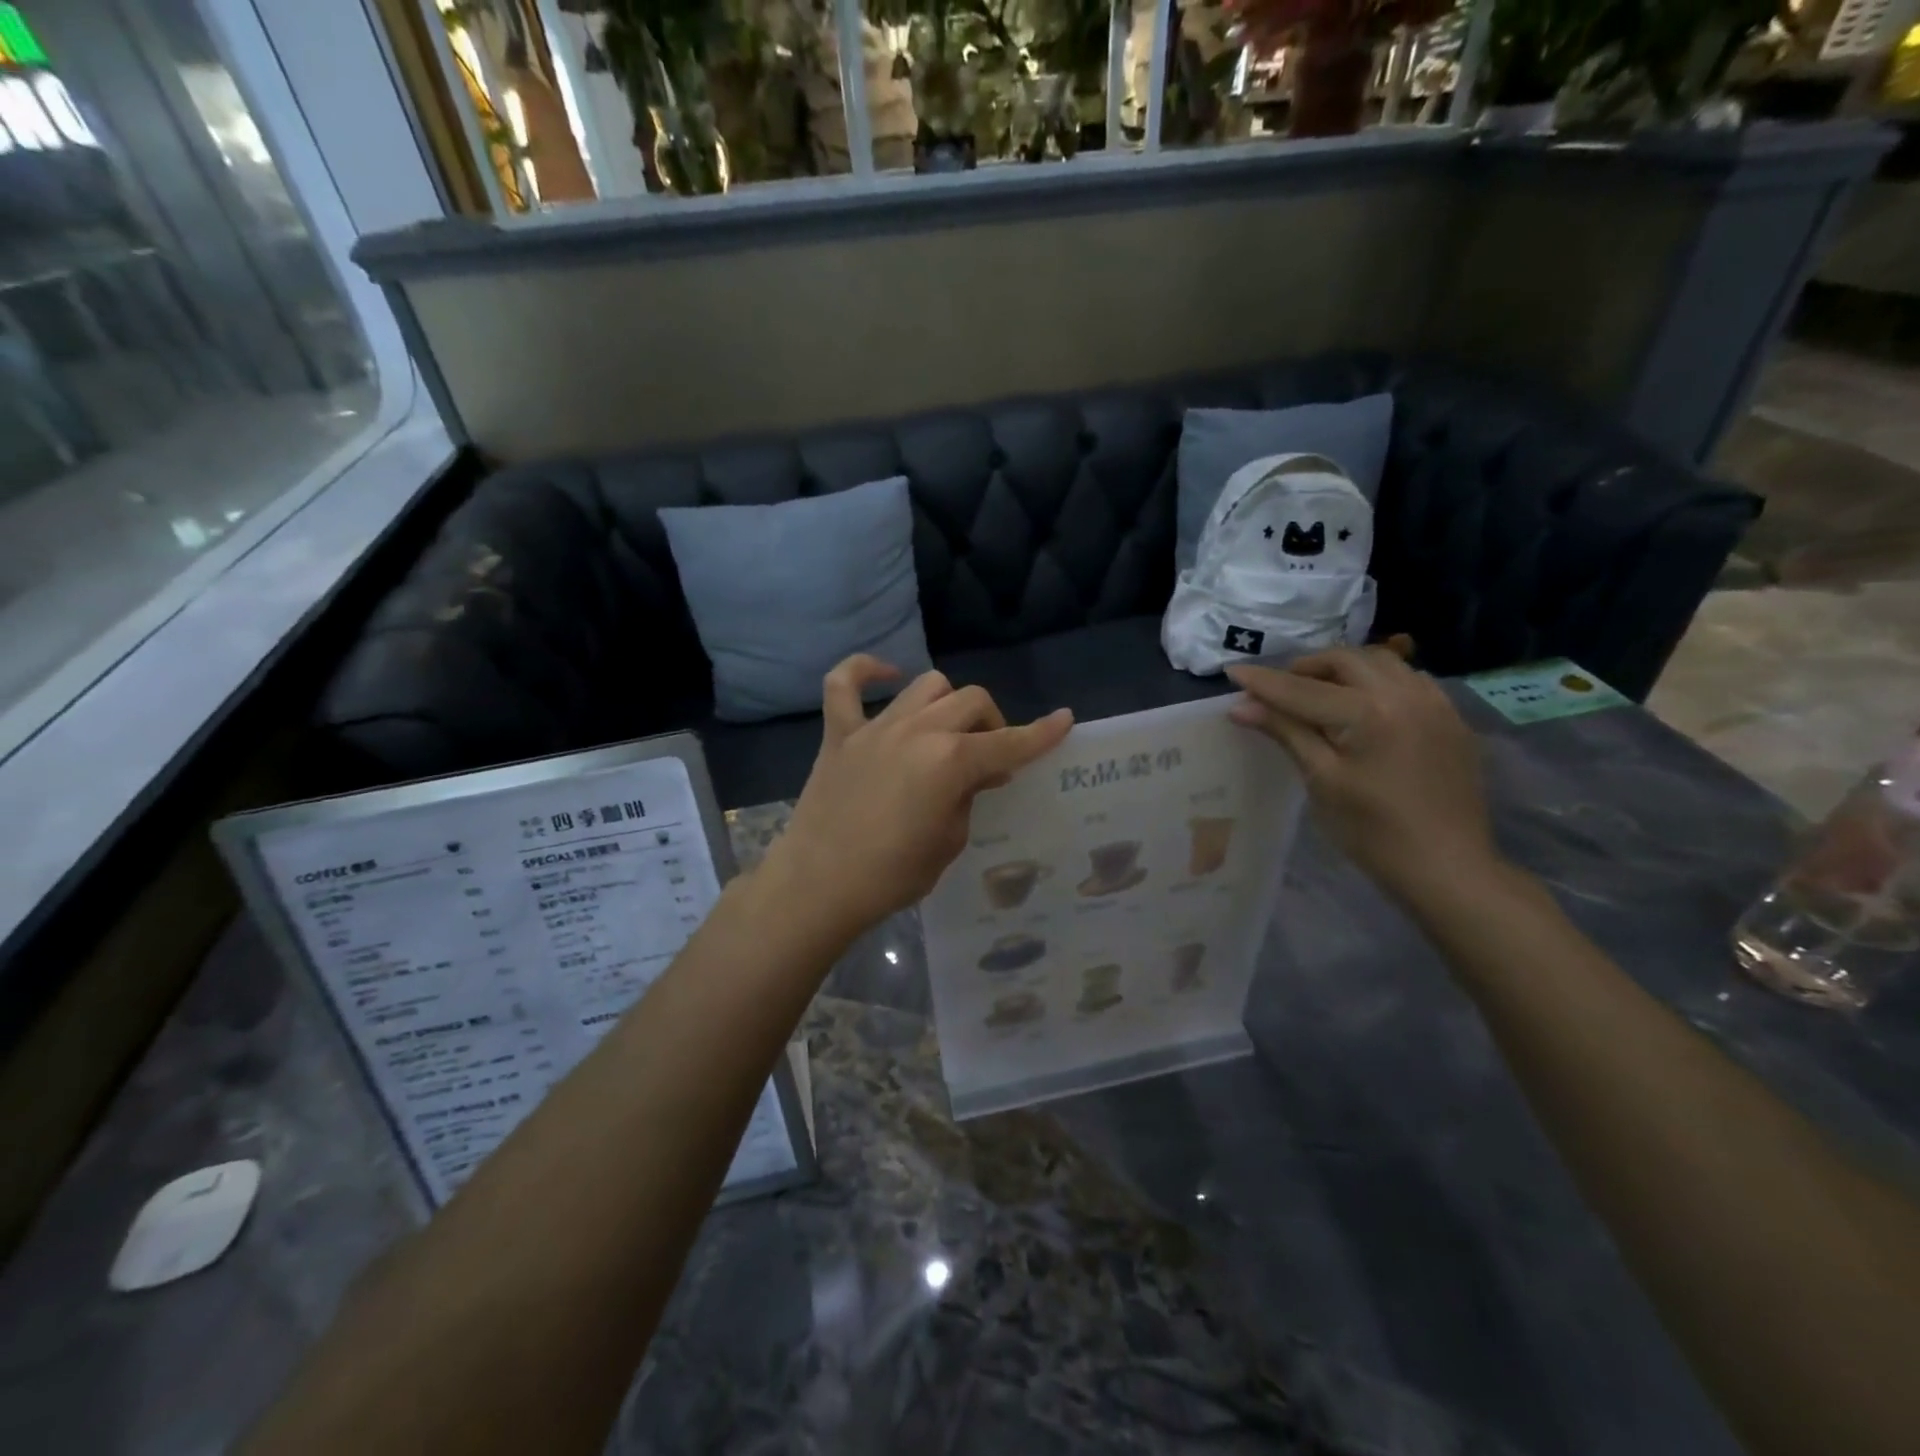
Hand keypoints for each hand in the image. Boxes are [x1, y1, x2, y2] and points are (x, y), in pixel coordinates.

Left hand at [766, 656, 1073, 942]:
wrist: (818, 886)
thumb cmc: (892, 875)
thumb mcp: (949, 842)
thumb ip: (967, 798)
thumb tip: (974, 775)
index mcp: (950, 761)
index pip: (1009, 742)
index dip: (1041, 734)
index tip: (1064, 720)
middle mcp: (918, 730)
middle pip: (971, 701)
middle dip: (992, 724)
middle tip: (987, 758)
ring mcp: (875, 727)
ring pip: (926, 685)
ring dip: (947, 703)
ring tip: (945, 732)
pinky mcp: (839, 733)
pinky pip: (844, 683)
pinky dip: (865, 671)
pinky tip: (885, 676)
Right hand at [1225, 646, 1500, 900]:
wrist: (1447, 868)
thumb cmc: (1374, 832)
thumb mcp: (1322, 780)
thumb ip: (1286, 732)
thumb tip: (1241, 707)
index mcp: (1369, 713)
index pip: (1303, 689)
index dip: (1264, 681)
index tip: (1233, 672)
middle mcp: (1405, 694)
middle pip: (1346, 660)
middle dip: (1306, 667)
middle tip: (1278, 689)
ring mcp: (1435, 703)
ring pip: (1381, 662)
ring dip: (1344, 668)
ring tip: (1319, 692)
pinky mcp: (1450, 718)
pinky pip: (1409, 679)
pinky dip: (1377, 681)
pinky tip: (1363, 705)